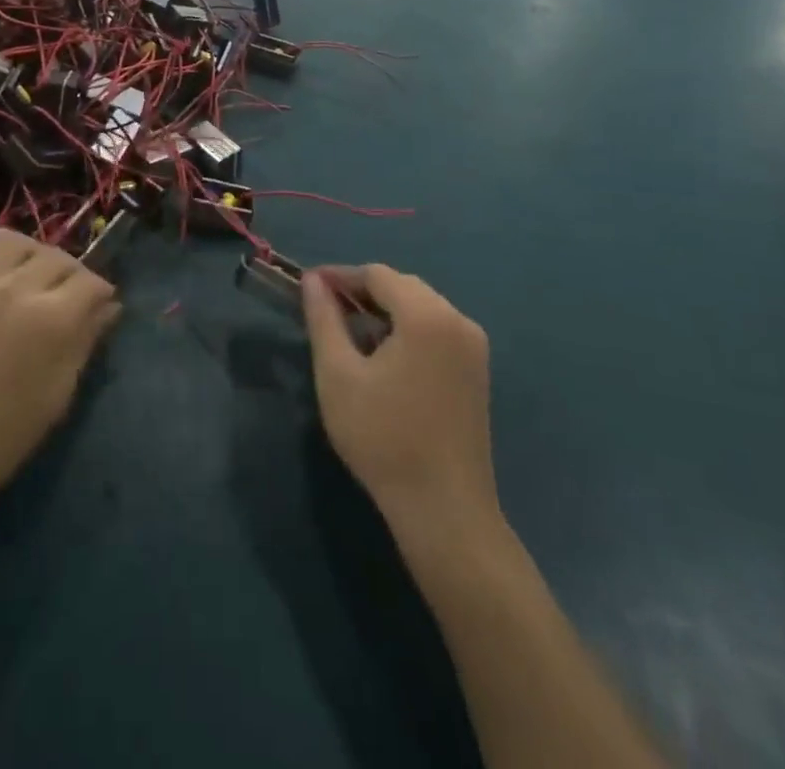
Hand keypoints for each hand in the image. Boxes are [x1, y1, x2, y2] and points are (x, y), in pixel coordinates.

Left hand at [0, 231, 118, 509]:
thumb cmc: (0, 438)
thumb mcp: (57, 396)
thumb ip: (85, 343)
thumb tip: (108, 308)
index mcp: (53, 320)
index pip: (90, 282)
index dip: (100, 292)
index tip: (99, 305)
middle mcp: (17, 290)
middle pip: (57, 258)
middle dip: (71, 273)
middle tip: (67, 295)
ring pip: (15, 242)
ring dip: (32, 253)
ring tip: (30, 273)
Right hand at [302, 265, 497, 530]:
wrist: (444, 510)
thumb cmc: (383, 438)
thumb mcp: (338, 374)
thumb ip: (324, 319)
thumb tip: (313, 281)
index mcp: (427, 315)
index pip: (377, 274)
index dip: (340, 276)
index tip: (308, 288)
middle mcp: (458, 320)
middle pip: (403, 286)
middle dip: (362, 292)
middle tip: (325, 311)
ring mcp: (473, 346)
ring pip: (421, 307)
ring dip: (384, 311)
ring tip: (348, 333)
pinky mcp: (476, 371)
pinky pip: (436, 329)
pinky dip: (406, 330)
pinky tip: (383, 356)